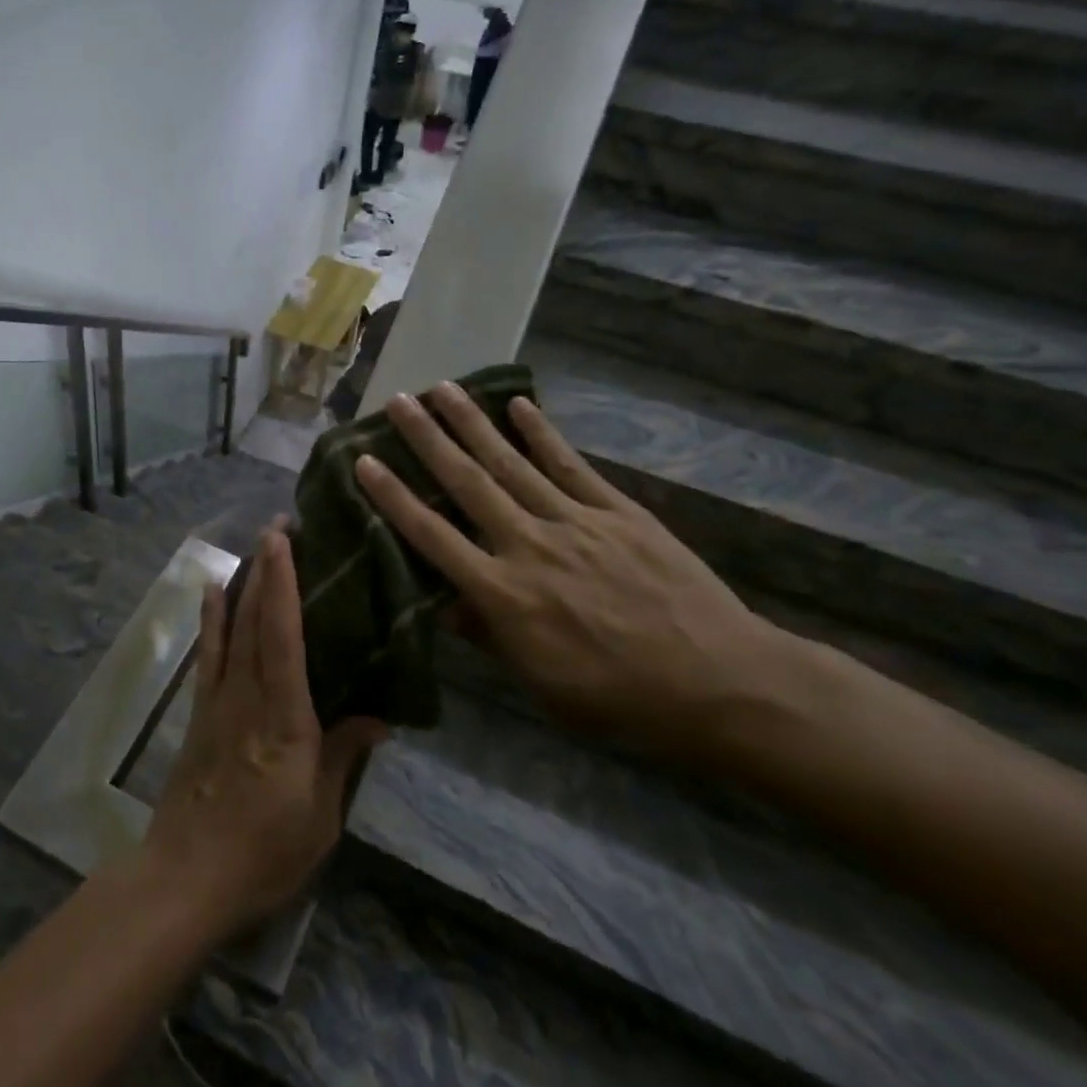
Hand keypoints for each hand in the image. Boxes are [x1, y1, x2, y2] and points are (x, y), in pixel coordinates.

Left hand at [141, 526, 389, 936]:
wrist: (187, 877)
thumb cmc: (264, 851)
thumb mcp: (321, 815)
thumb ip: (345, 757)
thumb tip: (380, 716)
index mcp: (284, 717)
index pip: (283, 636)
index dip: (284, 584)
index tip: (285, 540)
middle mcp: (249, 695)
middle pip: (257, 619)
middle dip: (267, 568)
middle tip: (279, 524)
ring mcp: (219, 699)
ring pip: (232, 627)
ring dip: (245, 582)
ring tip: (255, 545)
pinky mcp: (201, 711)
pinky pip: (209, 653)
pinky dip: (211, 617)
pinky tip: (212, 591)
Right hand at [356, 383, 781, 757]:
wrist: (721, 683)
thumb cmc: (619, 697)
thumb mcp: (540, 683)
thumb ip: (488, 635)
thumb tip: (444, 601)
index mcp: (504, 595)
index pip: (433, 537)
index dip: (394, 498)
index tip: (365, 461)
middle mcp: (529, 545)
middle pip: (468, 483)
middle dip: (428, 439)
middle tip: (398, 401)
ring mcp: (575, 522)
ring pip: (512, 463)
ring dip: (474, 423)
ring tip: (443, 388)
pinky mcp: (617, 511)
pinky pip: (570, 465)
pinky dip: (543, 433)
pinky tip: (519, 405)